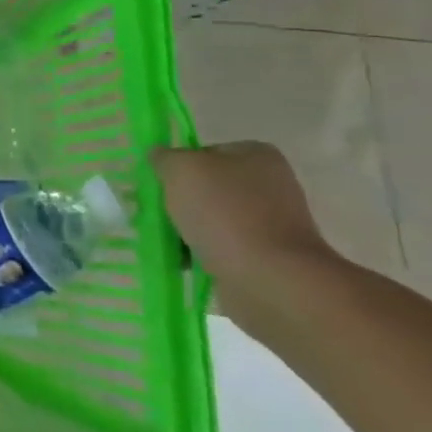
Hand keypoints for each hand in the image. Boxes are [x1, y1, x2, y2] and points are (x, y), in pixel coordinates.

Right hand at [153, 142, 341, 323]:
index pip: (204, 152)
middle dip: (182, 201)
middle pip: (208, 187)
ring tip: (169, 241)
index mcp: (257, 155)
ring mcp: (273, 223)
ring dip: (189, 229)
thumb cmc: (225, 213)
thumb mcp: (180, 169)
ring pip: (213, 219)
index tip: (160, 185)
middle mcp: (271, 185)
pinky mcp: (268, 258)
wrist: (269, 279)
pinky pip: (223, 248)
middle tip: (159, 213)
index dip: (178, 167)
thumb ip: (164, 157)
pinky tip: (184, 262)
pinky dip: (202, 254)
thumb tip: (160, 158)